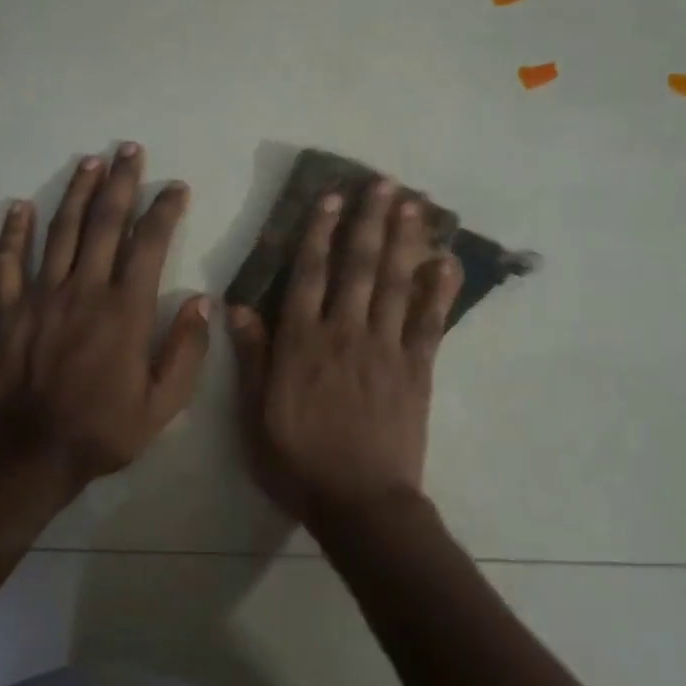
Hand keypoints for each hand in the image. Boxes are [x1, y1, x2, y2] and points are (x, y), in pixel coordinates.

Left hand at [0, 144, 209, 491]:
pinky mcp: (9, 312)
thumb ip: (186, 351)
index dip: (164, 210)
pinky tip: (19, 207)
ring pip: (59, 232)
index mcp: (125, 310)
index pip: (149, 244)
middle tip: (129, 149)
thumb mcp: (164, 404)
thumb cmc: (104, 430)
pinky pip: (8, 263)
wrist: (31, 455)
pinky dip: (14, 233)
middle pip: (103, 223)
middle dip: (120, 183)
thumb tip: (202, 302)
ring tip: (89, 162)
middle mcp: (84, 291)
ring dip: (75, 193)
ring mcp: (41, 297)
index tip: (176, 188)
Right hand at [228, 177, 462, 527]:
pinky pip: (429, 322)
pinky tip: (446, 262)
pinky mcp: (417, 368)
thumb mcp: (255, 415)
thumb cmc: (299, 463)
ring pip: (394, 283)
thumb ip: (252, 357)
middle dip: (369, 221)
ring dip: (403, 241)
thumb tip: (238, 305)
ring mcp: (385, 348)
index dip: (319, 233)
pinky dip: (439, 290)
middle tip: (383, 183)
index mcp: (302, 343)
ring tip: (412, 205)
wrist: (360, 502)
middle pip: (358, 267)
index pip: (309, 275)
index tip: (331, 198)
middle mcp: (345, 333)